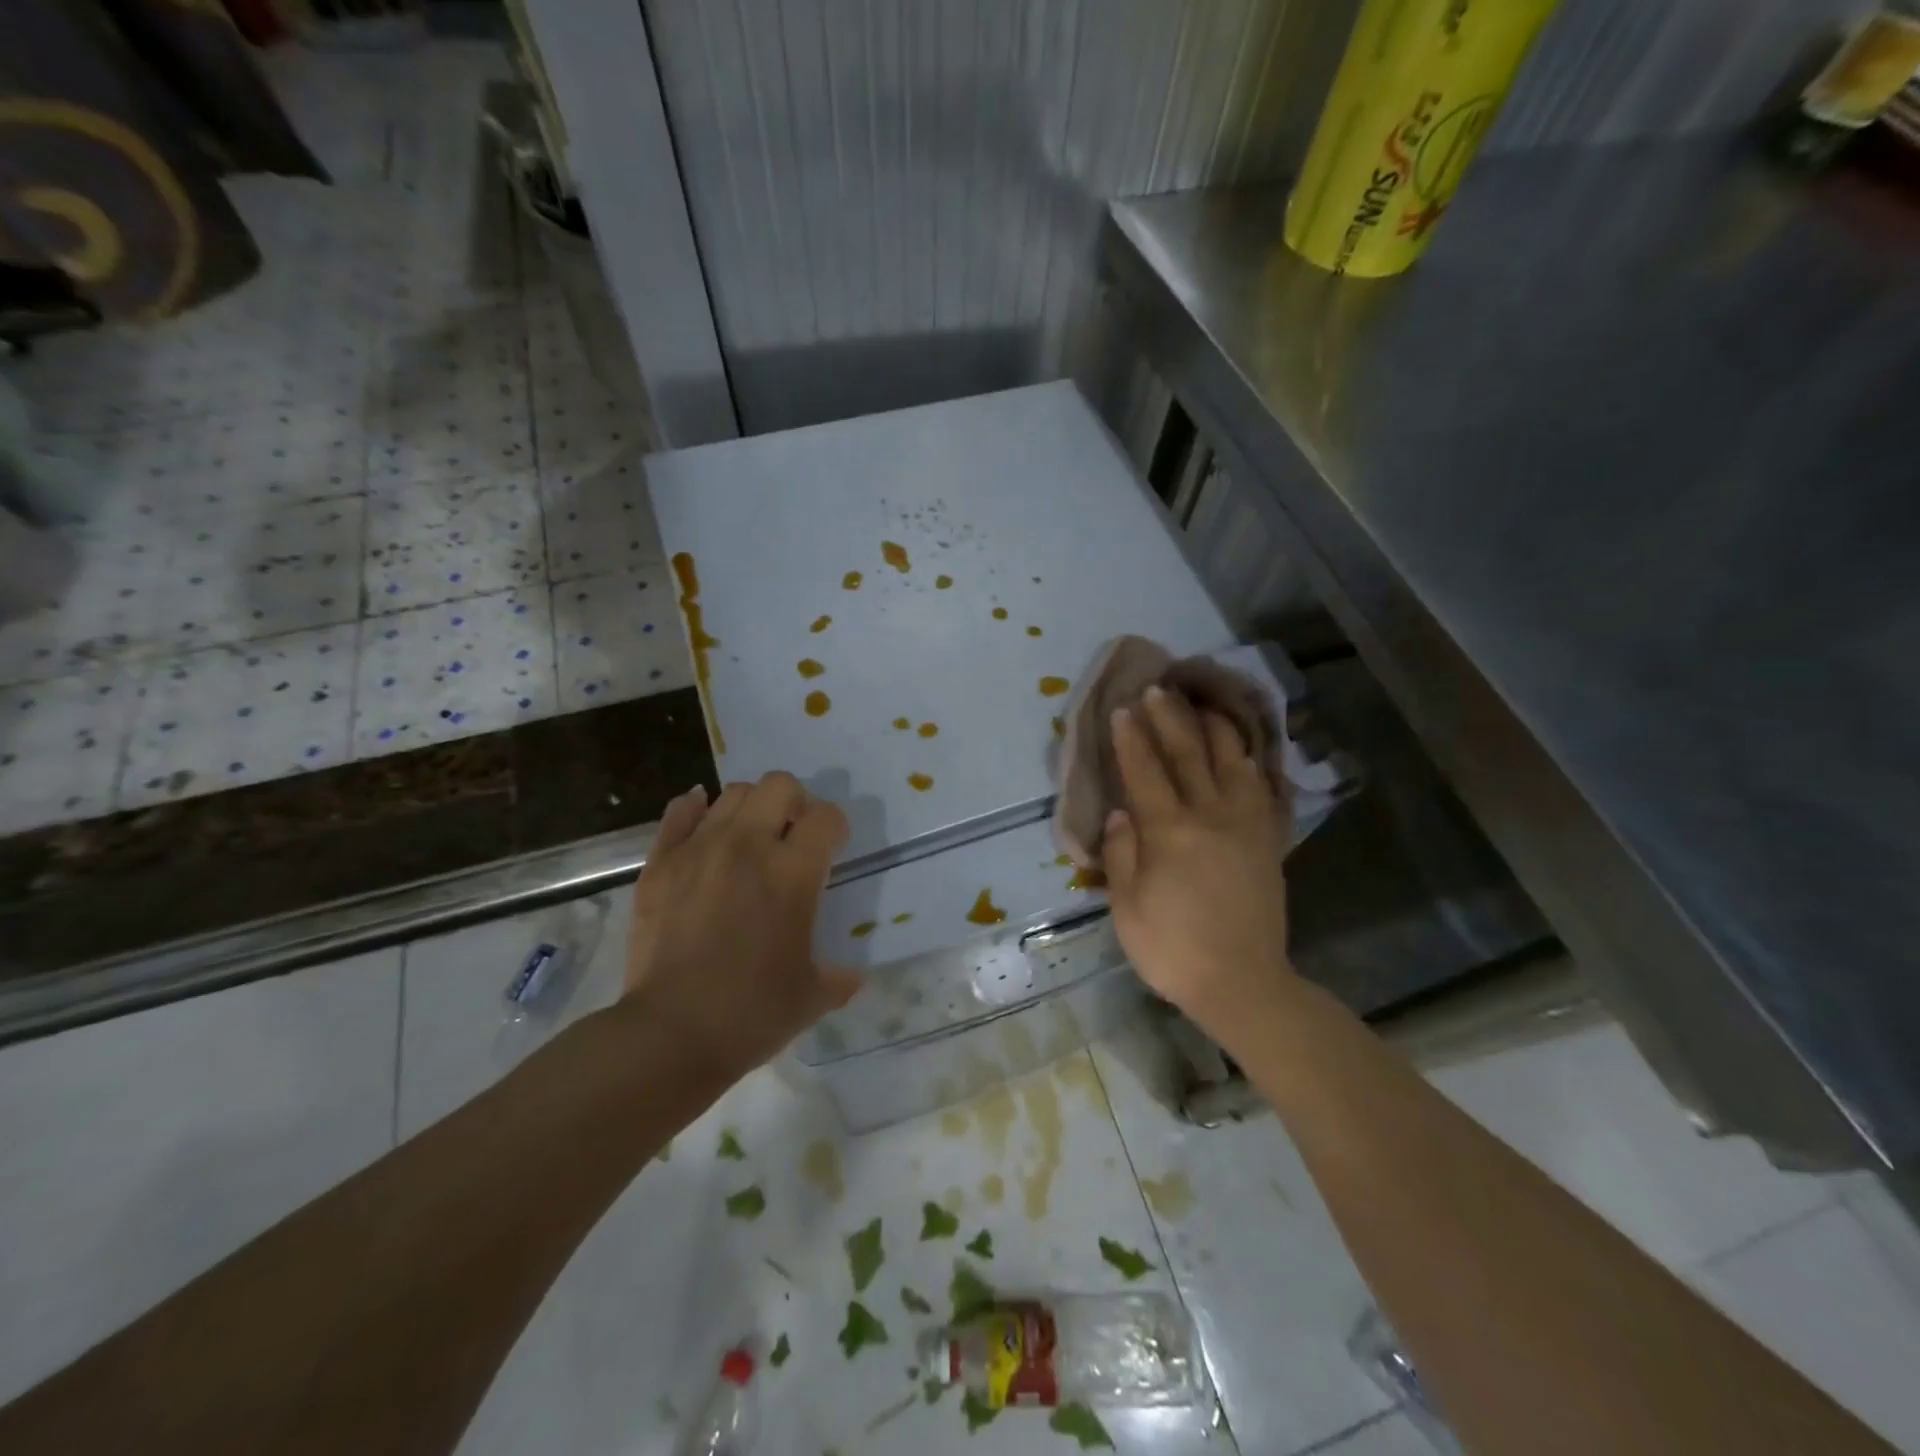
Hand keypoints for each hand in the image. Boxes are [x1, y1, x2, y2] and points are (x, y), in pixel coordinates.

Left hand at [623, 773, 859, 1079]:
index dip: (834, 828)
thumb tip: (855, 975)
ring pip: (732, 793)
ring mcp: (699, 850)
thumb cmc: (752, 1014)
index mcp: (793, 872)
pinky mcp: (660, 864)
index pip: (826, 816)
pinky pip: (679, 814)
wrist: (671, 1035)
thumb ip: (840, 977)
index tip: (831, 849)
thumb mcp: (812, 996)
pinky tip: (703, 822)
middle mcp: (748, 846)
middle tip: (790, 836)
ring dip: (750, 807)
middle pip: (779, 785)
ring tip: (749, 838)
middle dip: (794, 803)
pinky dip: (694, 809)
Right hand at [1102, 686, 1296, 1033]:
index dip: (1131, 739)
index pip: (1145, 772)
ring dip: (1214, 728)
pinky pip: (1261, 789)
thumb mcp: (1128, 909)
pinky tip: (1242, 750)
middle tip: (1158, 689)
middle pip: (1188, 755)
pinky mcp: (1268, 840)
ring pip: (1231, 762)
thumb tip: (1121, 813)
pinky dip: (1250, 762)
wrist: (1243, 983)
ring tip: (1202, 704)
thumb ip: (1122, 854)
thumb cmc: (1173, 949)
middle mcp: (1210, 817)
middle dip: (1169, 719)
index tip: (1122, 709)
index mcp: (1169, 833)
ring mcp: (1245, 825)